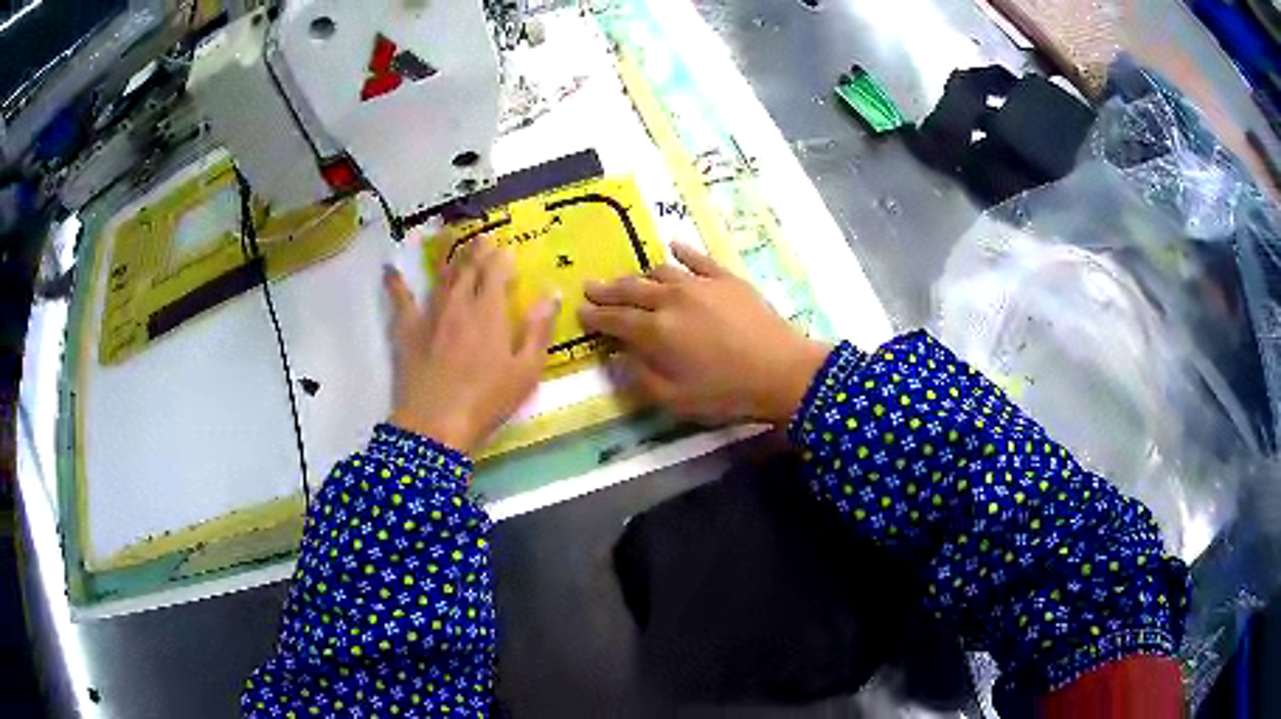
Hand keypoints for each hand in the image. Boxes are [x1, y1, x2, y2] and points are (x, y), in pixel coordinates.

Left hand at [385, 237, 557, 453]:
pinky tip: (390, 269)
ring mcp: (430, 314)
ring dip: (451, 258)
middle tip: (484, 237)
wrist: (436, 424)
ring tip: (456, 244)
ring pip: (441, 277)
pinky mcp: (407, 330)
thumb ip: (538, 329)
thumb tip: (552, 293)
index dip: (502, 257)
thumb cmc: (487, 401)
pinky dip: (396, 283)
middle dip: (478, 249)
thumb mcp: (526, 371)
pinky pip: (401, 300)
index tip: (508, 249)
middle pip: (468, 268)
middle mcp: (459, 303)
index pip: (496, 272)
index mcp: (490, 311)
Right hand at [580, 243, 830, 424]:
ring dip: (639, 275)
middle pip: (630, 290)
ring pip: (659, 272)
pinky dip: (682, 251)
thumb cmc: (727, 392)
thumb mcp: (675, 399)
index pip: (614, 320)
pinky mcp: (725, 278)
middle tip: (590, 287)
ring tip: (629, 279)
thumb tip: (619, 356)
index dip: (594, 316)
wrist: (783, 371)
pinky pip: (697, 258)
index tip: (579, 312)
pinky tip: (673, 246)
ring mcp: (699, 283)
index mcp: (655, 331)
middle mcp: (670, 299)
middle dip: (607, 290)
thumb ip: (641, 377)